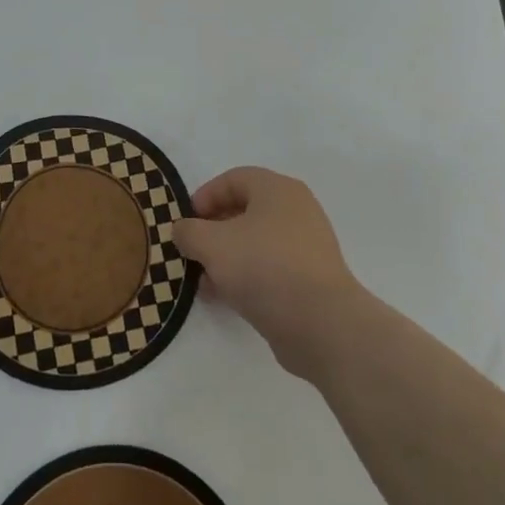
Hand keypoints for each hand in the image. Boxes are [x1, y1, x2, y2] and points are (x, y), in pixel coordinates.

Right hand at [173, 166, 364, 379]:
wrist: (321, 324)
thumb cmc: (264, 267)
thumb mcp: (212, 244)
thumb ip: (189, 232)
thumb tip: (183, 230)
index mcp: (277, 190)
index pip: (234, 179)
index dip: (204, 196)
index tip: (184, 222)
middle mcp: (296, 211)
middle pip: (244, 211)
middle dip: (213, 231)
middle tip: (191, 251)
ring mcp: (306, 247)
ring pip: (255, 243)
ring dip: (226, 258)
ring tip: (202, 280)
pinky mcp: (309, 280)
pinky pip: (269, 269)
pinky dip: (245, 277)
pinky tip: (224, 297)